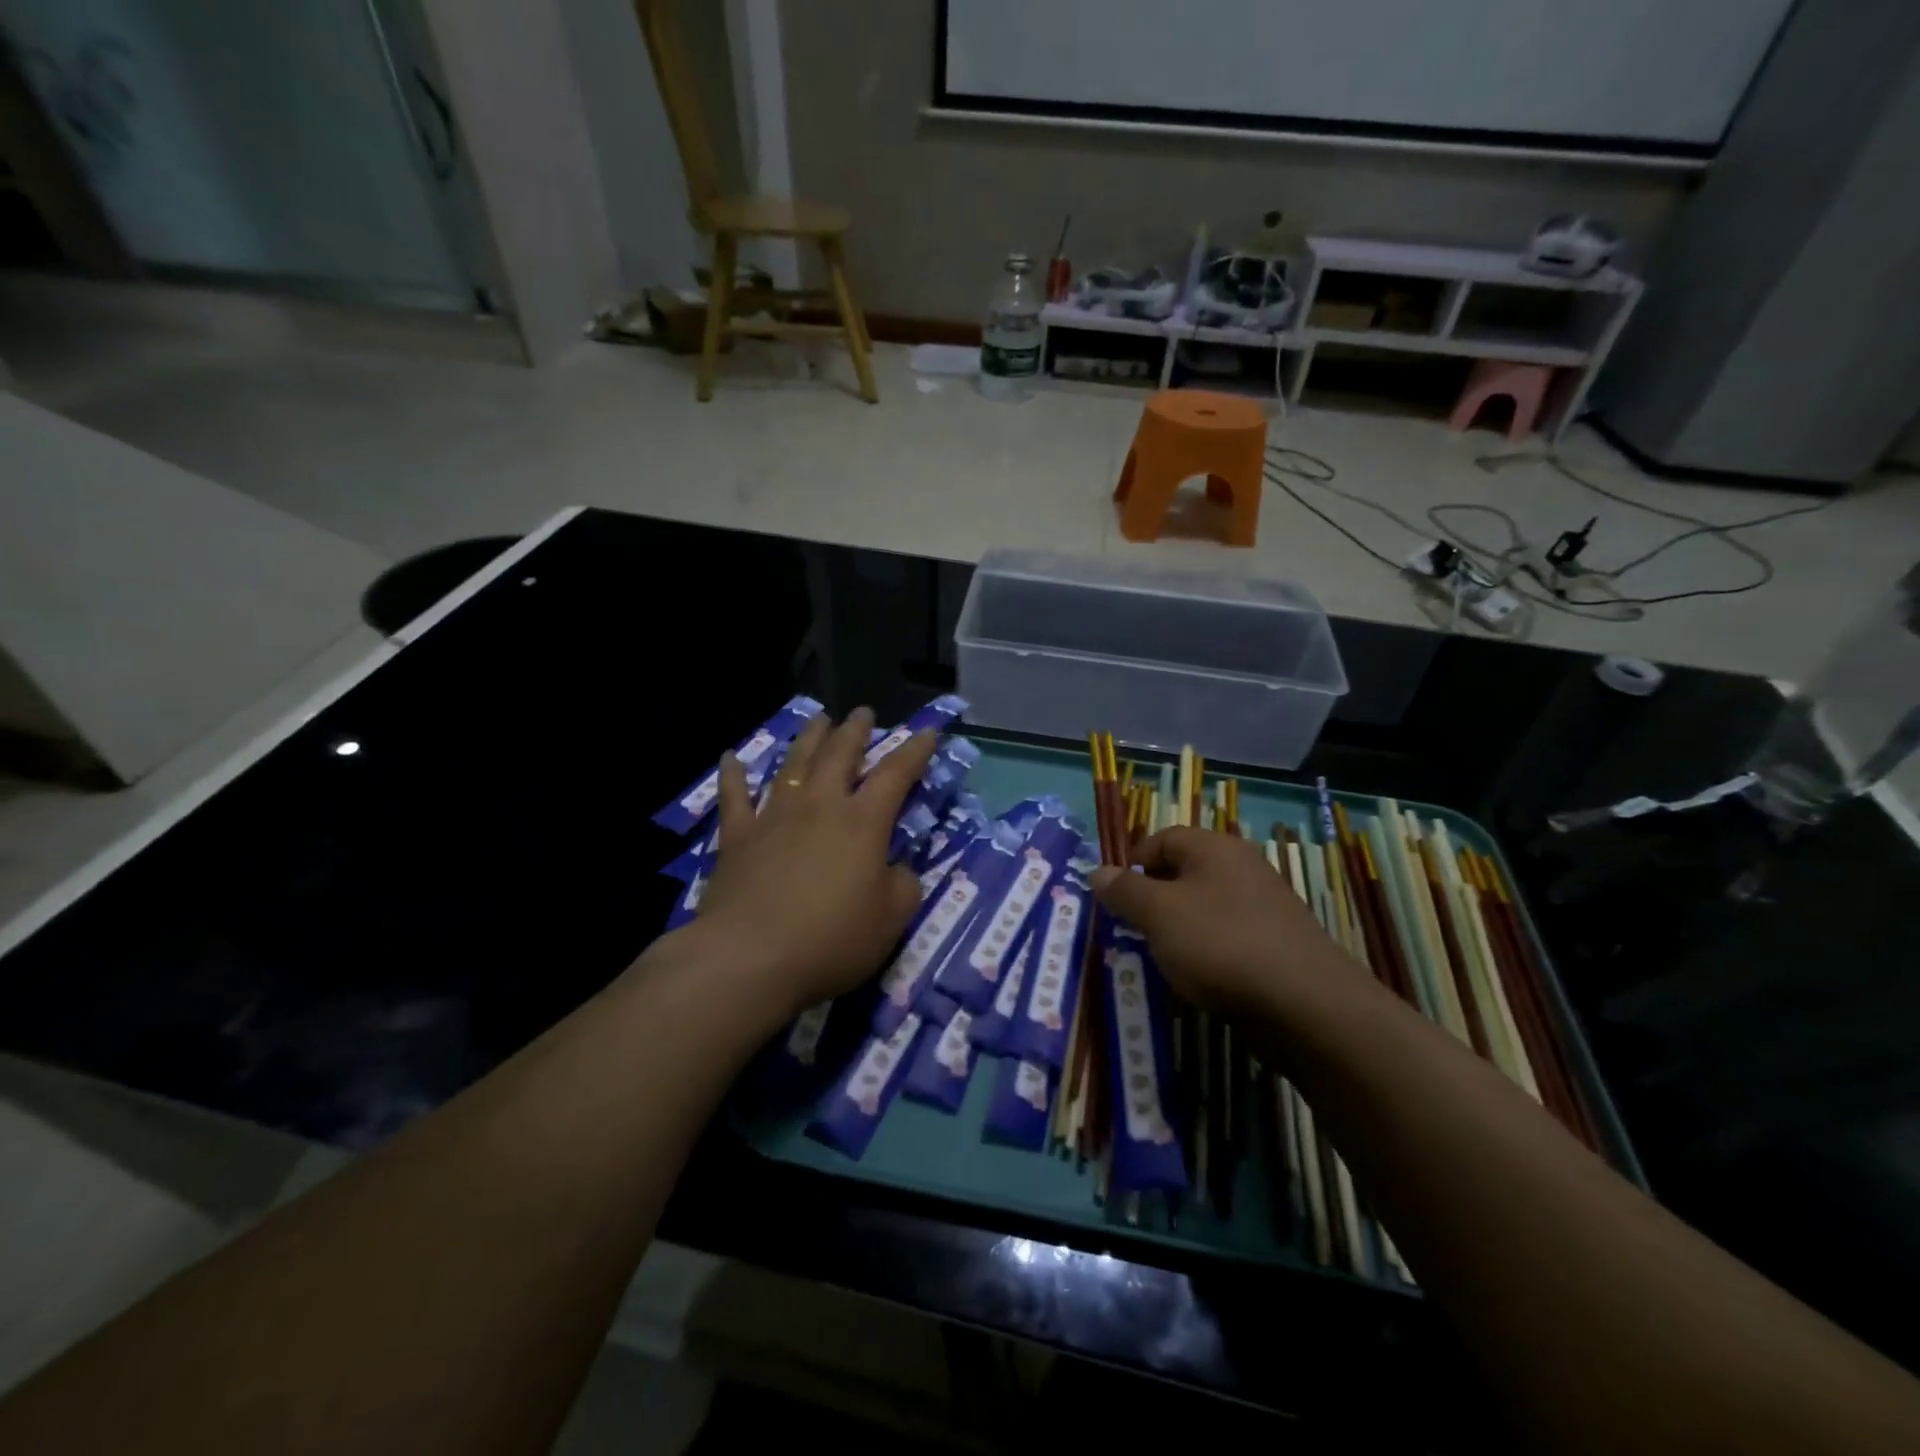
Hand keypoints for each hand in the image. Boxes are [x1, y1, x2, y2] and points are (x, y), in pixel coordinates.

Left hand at [693, 707, 935, 1019]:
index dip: (915, 751)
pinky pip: (735, 796)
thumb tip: (897, 869)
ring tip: (819, 718)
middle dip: (856, 731)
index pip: (896, 774)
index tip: (927, 732)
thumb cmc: (831, 939)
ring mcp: (775, 816)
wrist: (750, 957)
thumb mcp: (891, 919)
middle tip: (864, 713)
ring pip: (794, 763)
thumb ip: (903, 886)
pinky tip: (730, 758)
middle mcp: (820, 806)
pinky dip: (733, 775)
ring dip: (809, 738)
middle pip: (840, 755)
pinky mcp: (738, 836)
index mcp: (863, 822)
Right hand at [1089, 827, 1340, 1016]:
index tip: (1114, 899)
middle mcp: (1242, 868)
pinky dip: (1206, 956)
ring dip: (1177, 932)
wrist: (1306, 1007)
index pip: (1162, 839)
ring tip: (1159, 961)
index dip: (1132, 864)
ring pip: (1203, 910)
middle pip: (1183, 874)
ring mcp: (1263, 908)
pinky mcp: (1275, 946)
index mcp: (1215, 848)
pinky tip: (1196, 982)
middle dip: (1152, 902)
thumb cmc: (1221, 945)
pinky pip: (1226, 940)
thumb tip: (1098, 871)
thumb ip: (1125, 891)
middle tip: (1130, 932)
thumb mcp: (1159, 914)